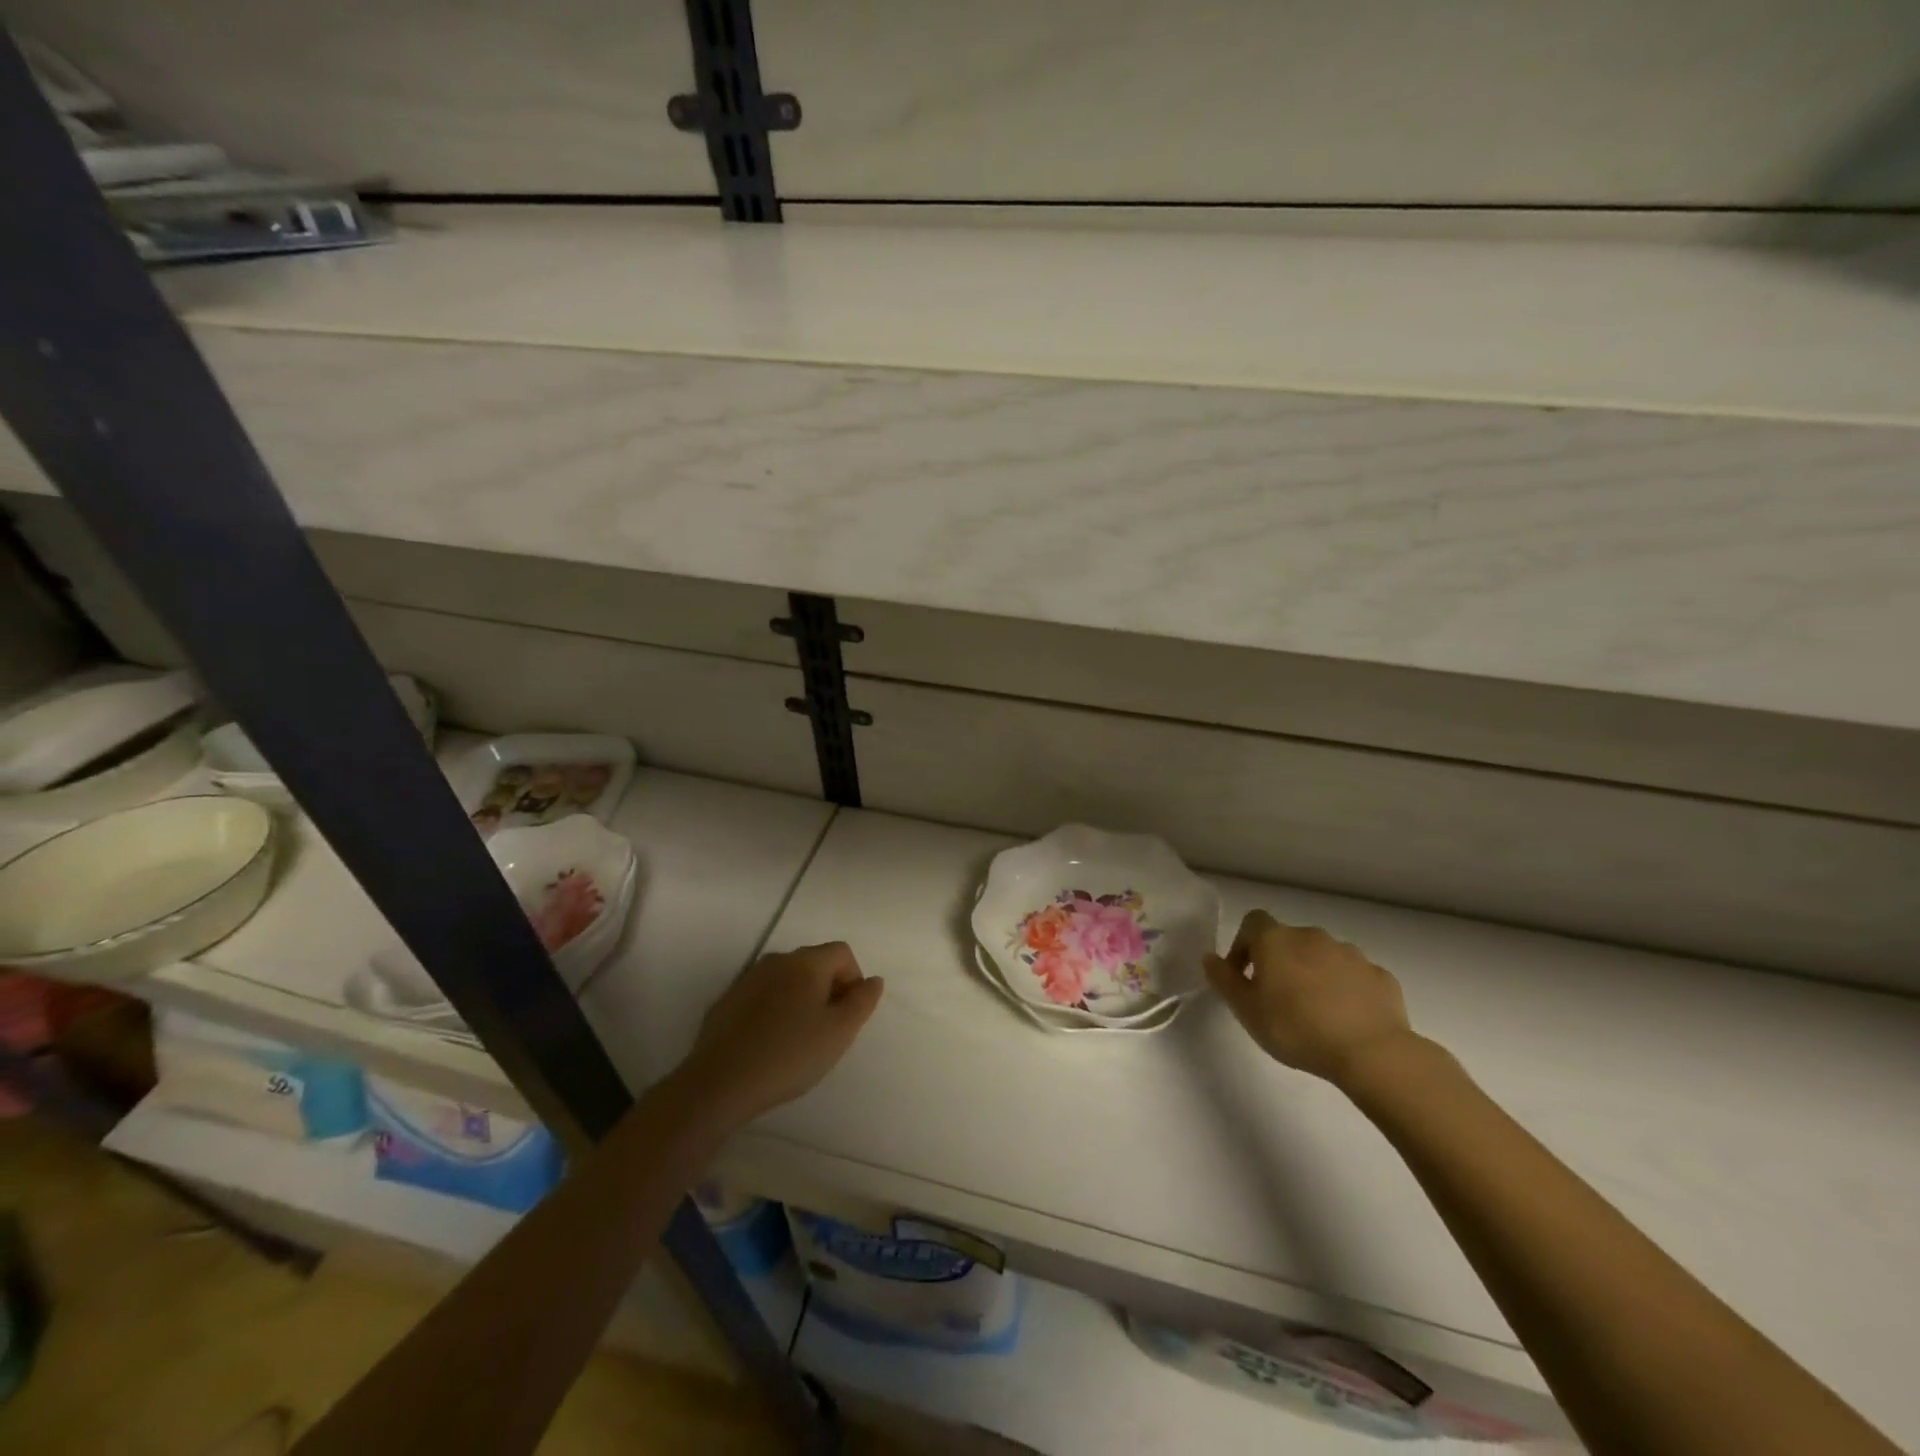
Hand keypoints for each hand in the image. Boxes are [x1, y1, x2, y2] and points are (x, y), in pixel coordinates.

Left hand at [675, 942, 883, 1127]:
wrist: (720, 1082)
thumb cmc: (789, 1055)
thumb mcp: (839, 1032)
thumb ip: (862, 1002)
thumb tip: (873, 981)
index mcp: (806, 962)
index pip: (842, 953)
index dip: (853, 981)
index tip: (847, 1016)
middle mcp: (776, 960)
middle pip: (814, 963)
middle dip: (827, 990)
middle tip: (826, 1030)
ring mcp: (747, 979)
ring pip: (786, 980)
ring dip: (799, 1000)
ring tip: (797, 1040)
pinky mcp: (727, 1001)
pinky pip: (761, 997)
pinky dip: (772, 1011)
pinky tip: (768, 1044)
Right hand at [1205, 911, 1412, 1086]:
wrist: (1370, 1052)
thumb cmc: (1295, 1028)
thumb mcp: (1246, 1010)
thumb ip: (1224, 979)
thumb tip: (1210, 957)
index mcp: (1276, 940)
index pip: (1252, 922)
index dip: (1243, 944)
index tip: (1243, 975)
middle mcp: (1312, 936)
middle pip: (1288, 940)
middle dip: (1280, 962)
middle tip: (1277, 998)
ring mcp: (1350, 953)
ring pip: (1322, 956)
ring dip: (1313, 974)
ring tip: (1314, 1011)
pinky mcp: (1379, 975)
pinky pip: (1353, 976)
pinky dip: (1345, 989)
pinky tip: (1346, 1018)